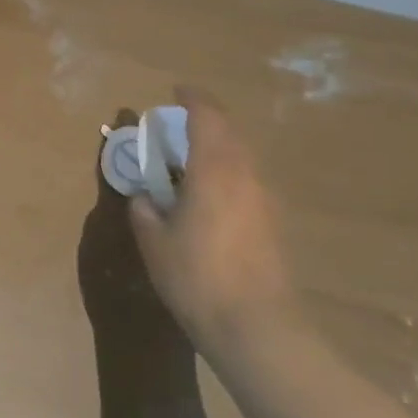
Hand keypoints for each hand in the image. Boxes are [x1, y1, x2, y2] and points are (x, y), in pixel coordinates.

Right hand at [129, 89, 298, 351]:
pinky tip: (207, 196)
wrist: (256, 325)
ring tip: (188, 161)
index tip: (175, 92)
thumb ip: (145, 210)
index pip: (207, 117)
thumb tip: (145, 196)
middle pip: (229, 132)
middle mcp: (245, 175)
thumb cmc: (196, 276)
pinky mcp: (272, 221)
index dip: (192, 99)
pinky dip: (225, 172)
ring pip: (241, 156)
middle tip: (176, 126)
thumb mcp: (154, 242)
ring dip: (216, 147)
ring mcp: (264, 198)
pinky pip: (246, 179)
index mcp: (214, 170)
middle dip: (205, 120)